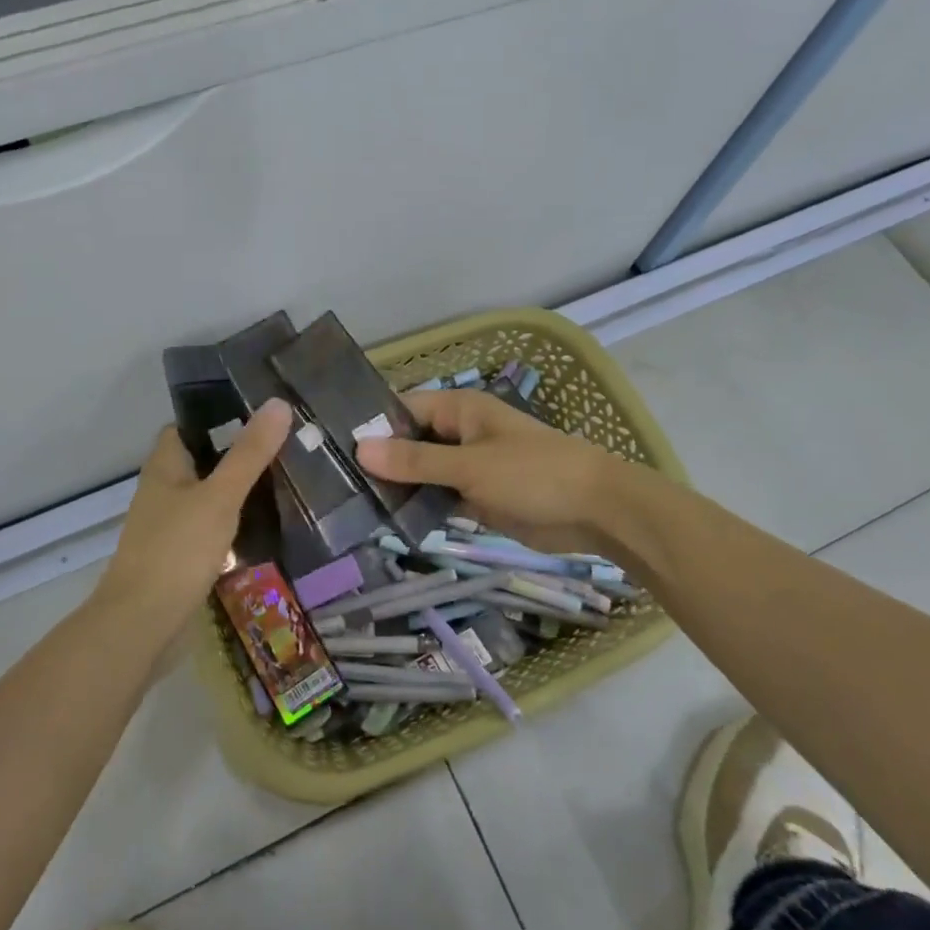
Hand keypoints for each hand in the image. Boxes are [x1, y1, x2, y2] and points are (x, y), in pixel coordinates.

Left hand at [95, 400, 292, 641]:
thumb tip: (278, 403)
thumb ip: (249, 454)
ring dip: (236, 490)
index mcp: (164, 467)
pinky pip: (208, 528)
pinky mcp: (178, 557)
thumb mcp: (220, 497)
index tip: (260, 414)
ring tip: (281, 481)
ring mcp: (168, 526)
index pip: (188, 427)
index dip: (218, 417)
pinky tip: (261, 527)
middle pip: (201, 461)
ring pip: (206, 496)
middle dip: (236, 454)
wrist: (141, 624)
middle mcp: (162, 491)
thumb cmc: (177, 551)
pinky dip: (231, 523)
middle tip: (283, 447)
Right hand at [356, 388, 619, 555]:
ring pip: (423, 472)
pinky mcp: (478, 497)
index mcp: (461, 410)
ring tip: (350, 502)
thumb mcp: (469, 466)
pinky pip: (440, 496)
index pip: (403, 408)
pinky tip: (388, 520)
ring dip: (398, 485)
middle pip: (410, 441)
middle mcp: (461, 434)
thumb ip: (415, 460)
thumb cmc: (533, 475)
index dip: (372, 424)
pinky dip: (420, 506)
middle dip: (380, 459)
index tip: (332, 445)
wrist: (597, 511)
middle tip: (334, 481)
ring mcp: (469, 467)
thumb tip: (360, 447)